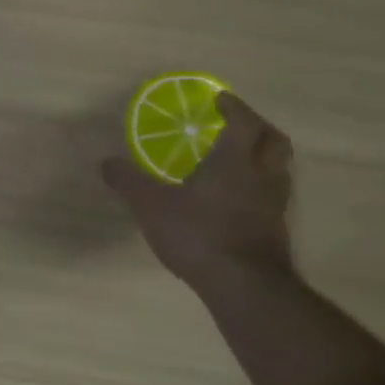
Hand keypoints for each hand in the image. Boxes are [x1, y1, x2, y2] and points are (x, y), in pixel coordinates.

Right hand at [102, 93, 294, 291]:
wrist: (243, 285)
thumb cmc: (198, 233)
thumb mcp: (150, 205)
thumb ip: (128, 181)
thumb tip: (106, 162)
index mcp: (235, 162)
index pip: (243, 123)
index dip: (234, 107)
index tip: (220, 98)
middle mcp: (262, 177)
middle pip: (274, 141)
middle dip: (258, 127)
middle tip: (237, 123)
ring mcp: (274, 204)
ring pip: (278, 169)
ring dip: (262, 157)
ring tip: (238, 159)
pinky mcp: (276, 229)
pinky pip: (272, 194)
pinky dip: (258, 185)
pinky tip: (236, 197)